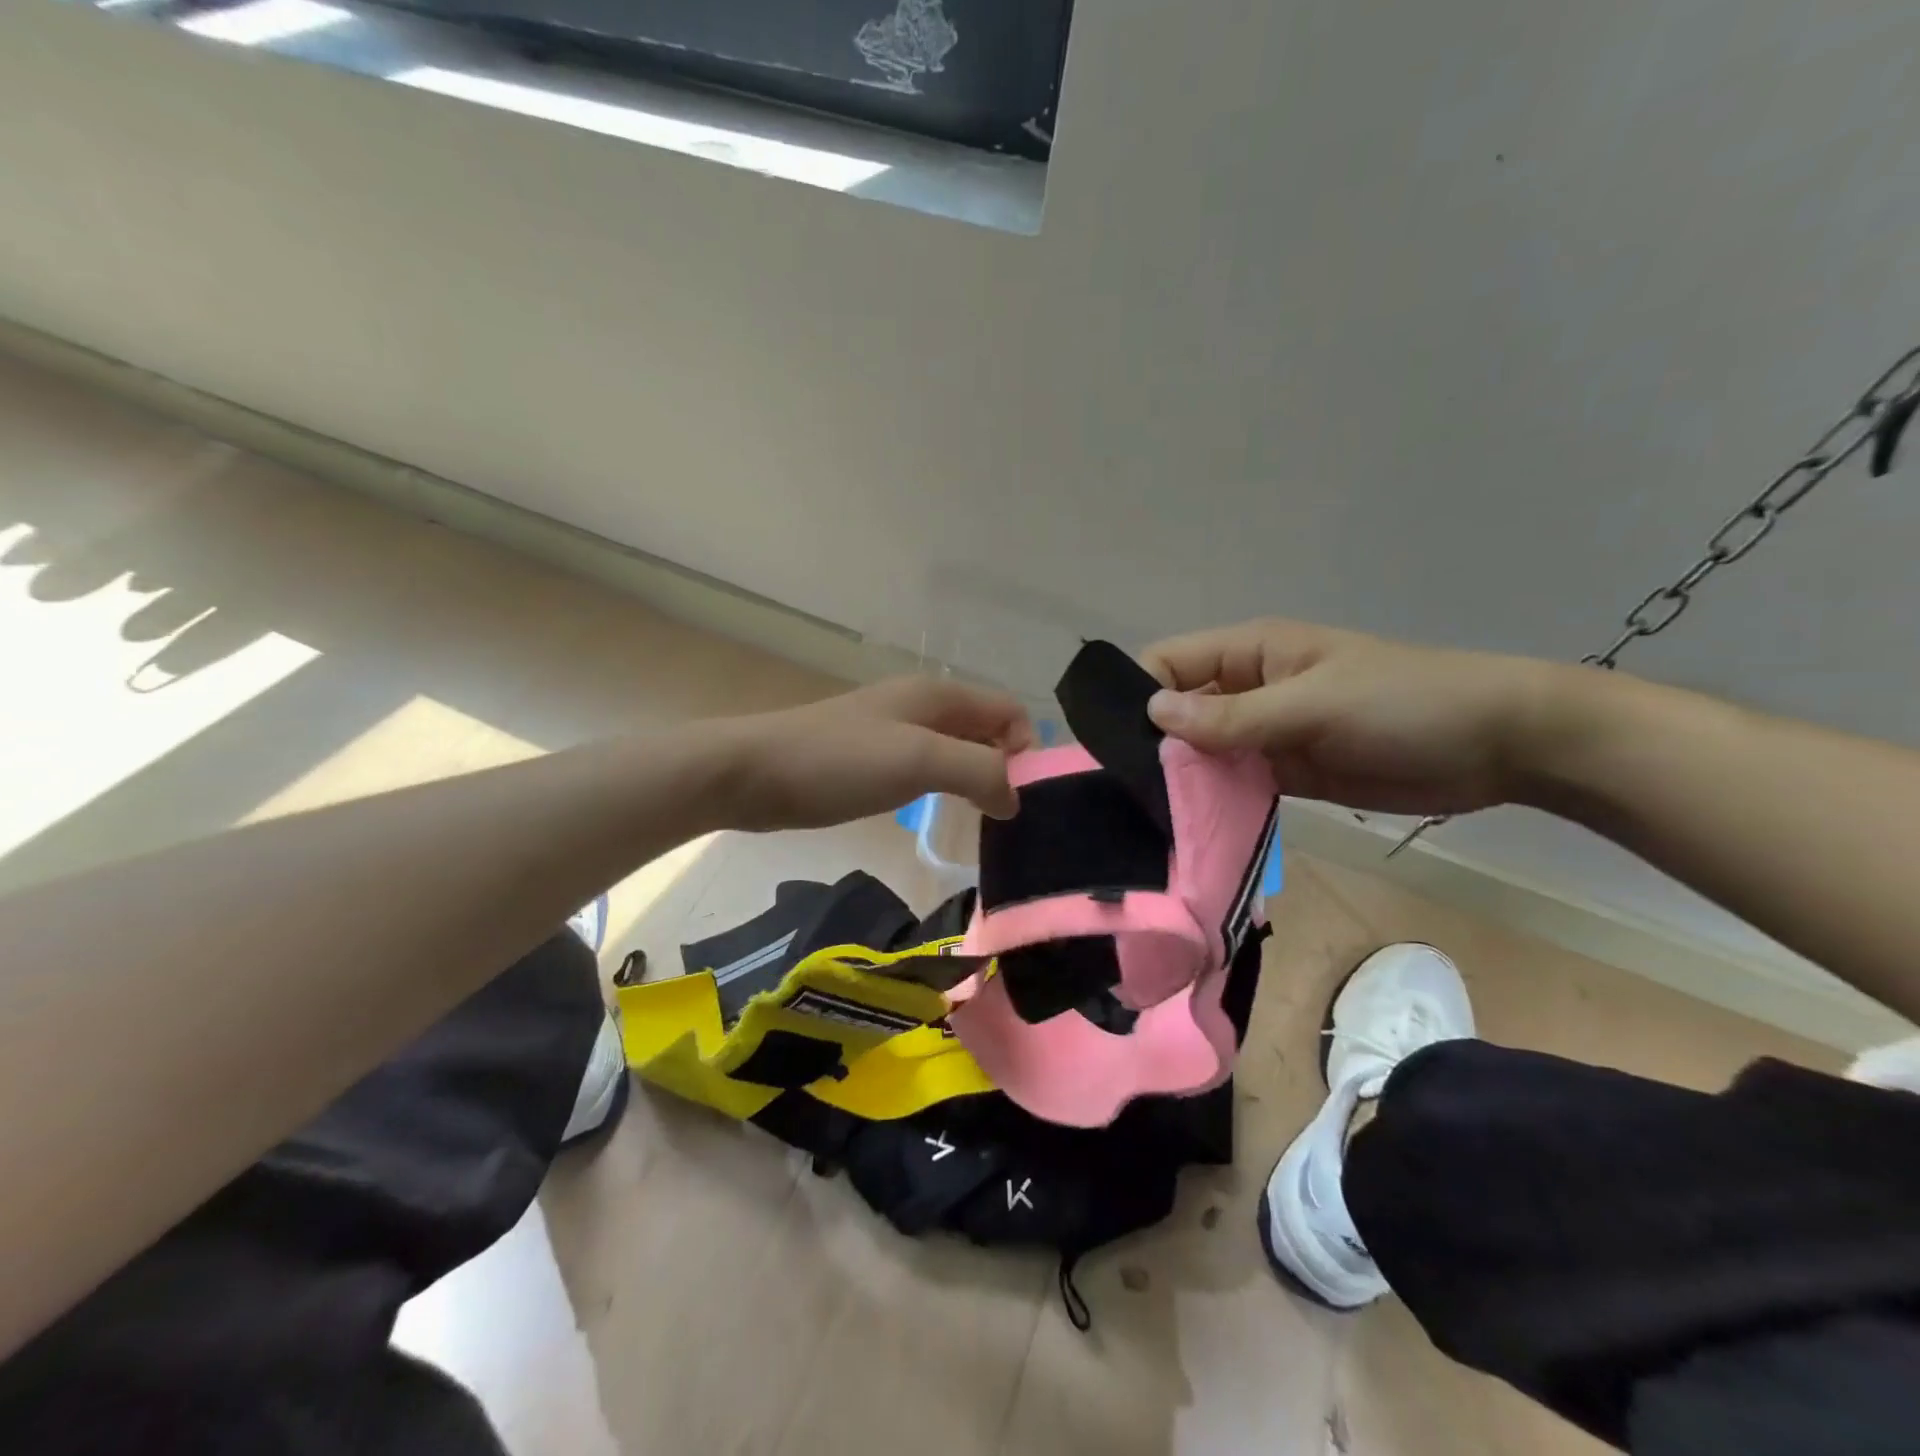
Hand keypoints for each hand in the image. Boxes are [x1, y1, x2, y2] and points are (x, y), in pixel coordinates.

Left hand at [716, 676, 1032, 831]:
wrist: (753, 772)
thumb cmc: (840, 761)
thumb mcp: (920, 760)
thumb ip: (979, 772)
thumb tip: (1015, 798)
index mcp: (939, 695)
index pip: (1009, 711)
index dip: (1025, 749)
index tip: (1018, 797)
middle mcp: (922, 706)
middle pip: (985, 730)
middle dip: (1003, 767)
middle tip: (1003, 817)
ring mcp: (894, 732)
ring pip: (955, 751)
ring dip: (974, 780)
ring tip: (978, 821)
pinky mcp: (871, 759)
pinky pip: (925, 768)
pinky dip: (942, 788)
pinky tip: (936, 813)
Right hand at [1140, 619, 1566, 815]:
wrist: (1499, 745)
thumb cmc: (1406, 703)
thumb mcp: (1315, 704)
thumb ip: (1234, 716)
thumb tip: (1153, 713)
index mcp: (1249, 653)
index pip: (1168, 664)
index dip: (1137, 696)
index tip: (1113, 745)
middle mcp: (1247, 689)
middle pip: (1179, 712)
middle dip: (1154, 745)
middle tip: (1124, 794)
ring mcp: (1266, 733)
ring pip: (1203, 753)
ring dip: (1183, 780)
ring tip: (1151, 818)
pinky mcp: (1285, 772)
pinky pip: (1235, 784)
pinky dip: (1216, 802)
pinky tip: (1195, 829)